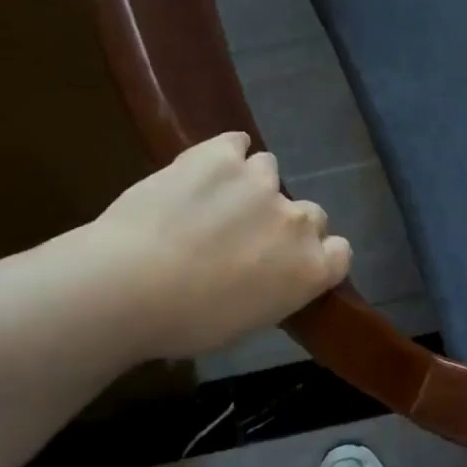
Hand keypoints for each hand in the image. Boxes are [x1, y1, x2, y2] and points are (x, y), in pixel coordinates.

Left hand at [75, 132, 351, 361]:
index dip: (316, 253)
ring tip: (212, 200)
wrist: (128, 287)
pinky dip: (224, 154)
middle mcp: (298, 221)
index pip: (339, 251)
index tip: (288, 261)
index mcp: (310, 270)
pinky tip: (203, 168)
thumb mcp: (245, 322)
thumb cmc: (185, 323)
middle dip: (282, 221)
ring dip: (249, 185)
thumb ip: (272, 290)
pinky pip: (236, 143)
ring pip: (268, 171)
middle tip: (243, 236)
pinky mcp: (222, 155)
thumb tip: (262, 276)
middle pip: (309, 213)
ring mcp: (262, 182)